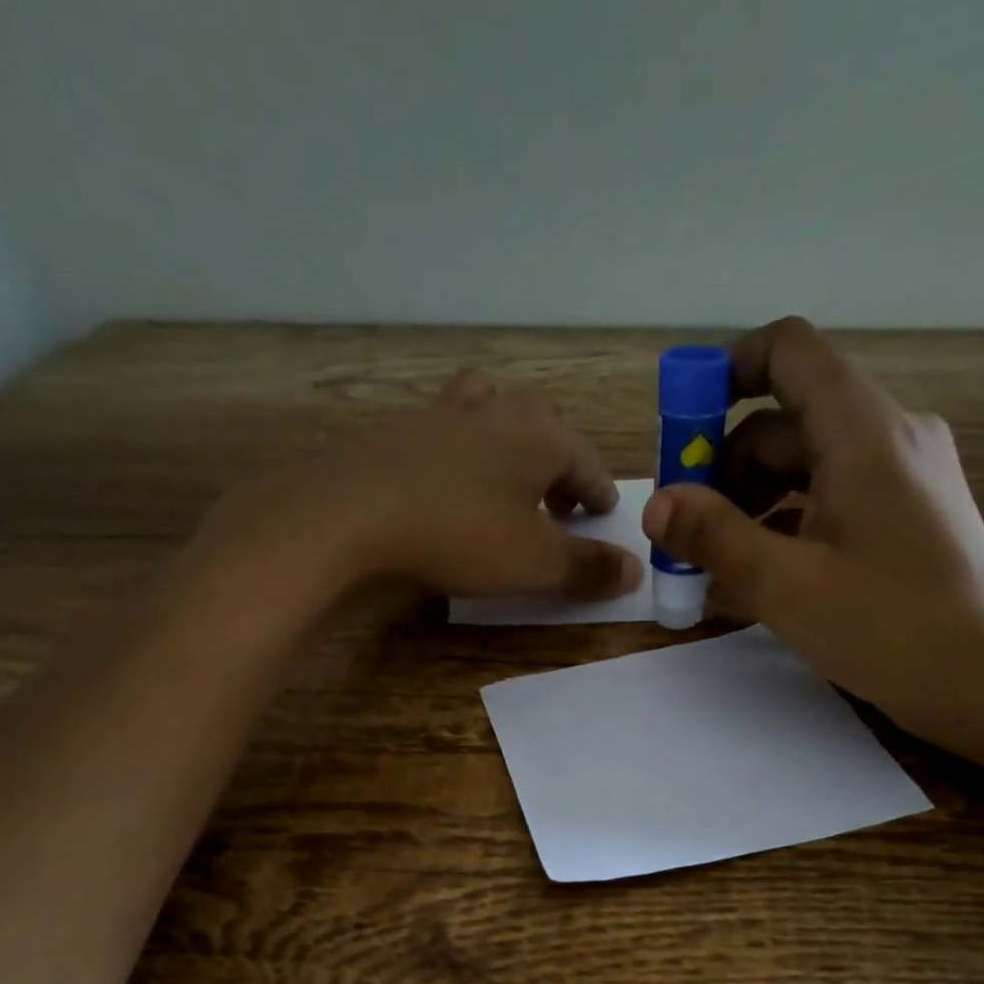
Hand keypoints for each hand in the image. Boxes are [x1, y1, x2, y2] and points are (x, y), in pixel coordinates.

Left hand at [194, 370, 642, 603]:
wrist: (349, 514)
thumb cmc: (459, 535)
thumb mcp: (534, 563)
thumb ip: (588, 567)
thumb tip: (634, 571)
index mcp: (540, 436)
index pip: (587, 461)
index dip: (600, 494)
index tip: (603, 516)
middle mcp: (496, 412)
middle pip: (542, 426)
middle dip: (557, 463)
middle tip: (557, 504)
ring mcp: (441, 415)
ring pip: (489, 411)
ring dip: (507, 443)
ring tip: (504, 481)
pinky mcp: (397, 431)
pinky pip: (443, 432)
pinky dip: (458, 453)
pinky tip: (445, 485)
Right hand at [641, 316, 983, 746]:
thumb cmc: (890, 627)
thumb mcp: (786, 585)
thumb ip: (714, 537)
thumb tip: (655, 505)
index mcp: (863, 431)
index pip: (788, 352)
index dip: (726, 373)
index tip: (682, 429)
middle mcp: (888, 435)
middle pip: (785, 419)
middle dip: (724, 465)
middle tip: (686, 528)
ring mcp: (902, 476)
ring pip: (805, 462)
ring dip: (751, 499)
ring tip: (717, 560)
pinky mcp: (906, 513)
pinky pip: (830, 494)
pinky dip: (787, 520)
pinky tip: (762, 570)